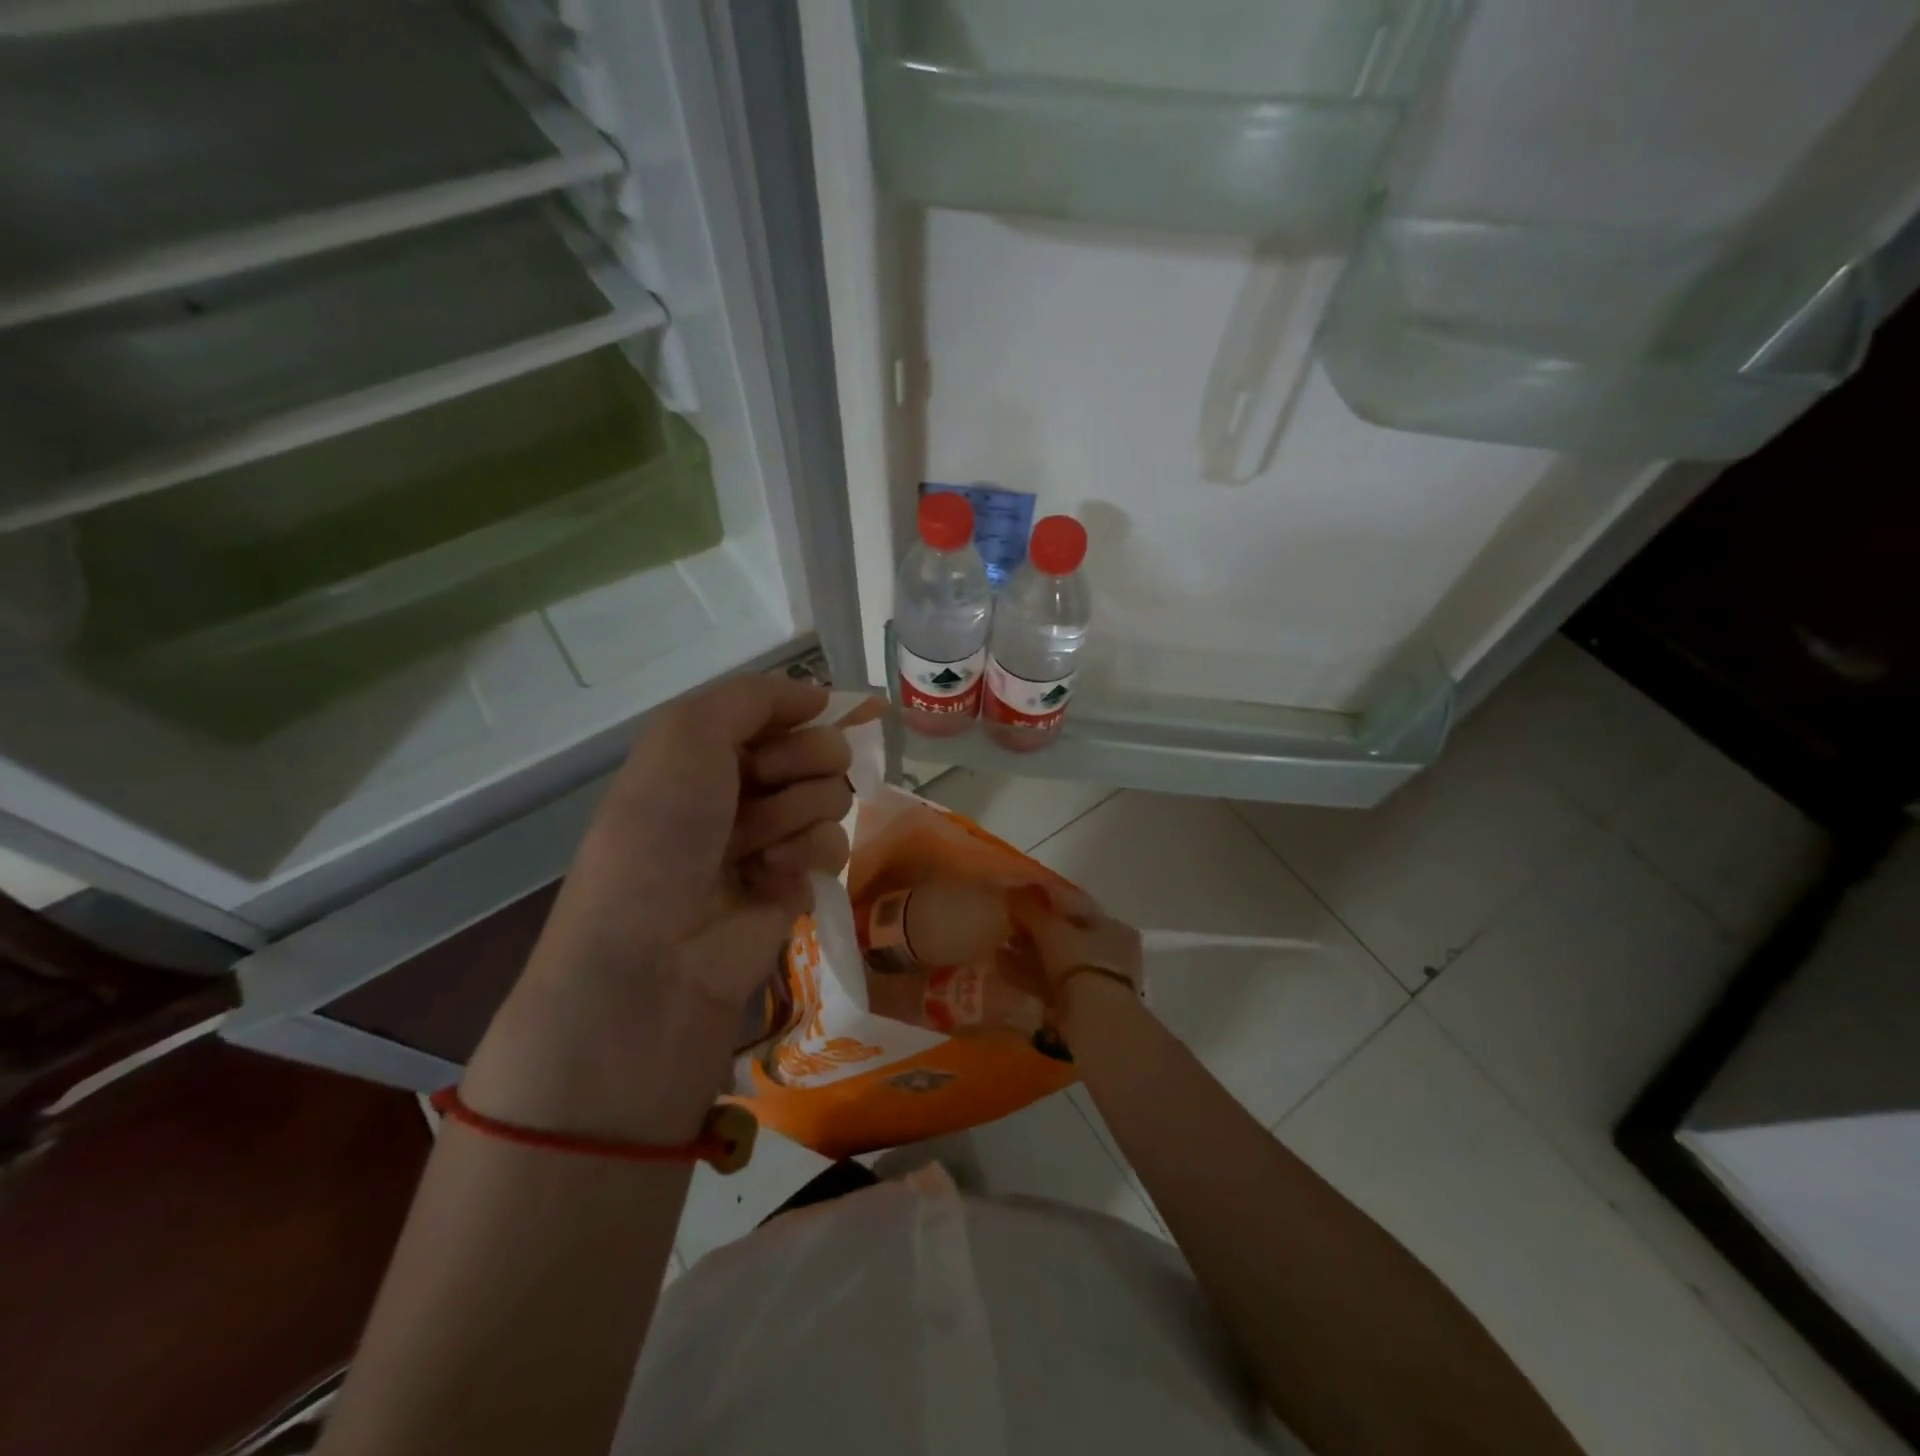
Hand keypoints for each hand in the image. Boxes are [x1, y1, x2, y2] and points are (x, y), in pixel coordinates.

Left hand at [533, 673, 851, 1011]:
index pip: (780, 712)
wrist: (656, 952)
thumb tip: (818, 695)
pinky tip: (776, 878)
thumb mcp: (686, 735)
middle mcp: (739, 789)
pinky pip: (835, 846)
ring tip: (761, 846)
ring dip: (802, 814)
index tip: (803, 723)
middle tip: (772, 788)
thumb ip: (753, 696)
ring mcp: (769, 838)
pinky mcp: (795, 883)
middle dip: (803, 764)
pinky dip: (810, 856)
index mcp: (705, 752)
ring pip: (830, 797)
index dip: (797, 715)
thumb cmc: (663, 831)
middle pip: (815, 751)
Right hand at [1007, 886, 1142, 996]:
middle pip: (1063, 935)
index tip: (1018, 896)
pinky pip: (1047, 982)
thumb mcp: (1052, 929)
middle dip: (1032, 930)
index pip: (1074, 906)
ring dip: (1025, 952)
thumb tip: (1010, 890)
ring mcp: (1092, 980)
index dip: (1045, 899)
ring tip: (996, 945)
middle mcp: (1106, 952)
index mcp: (1110, 927)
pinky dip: (1025, 974)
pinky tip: (1000, 967)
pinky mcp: (1076, 1004)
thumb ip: (1030, 909)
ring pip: (1052, 960)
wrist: (1094, 1020)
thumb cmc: (1079, 961)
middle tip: (1005, 922)